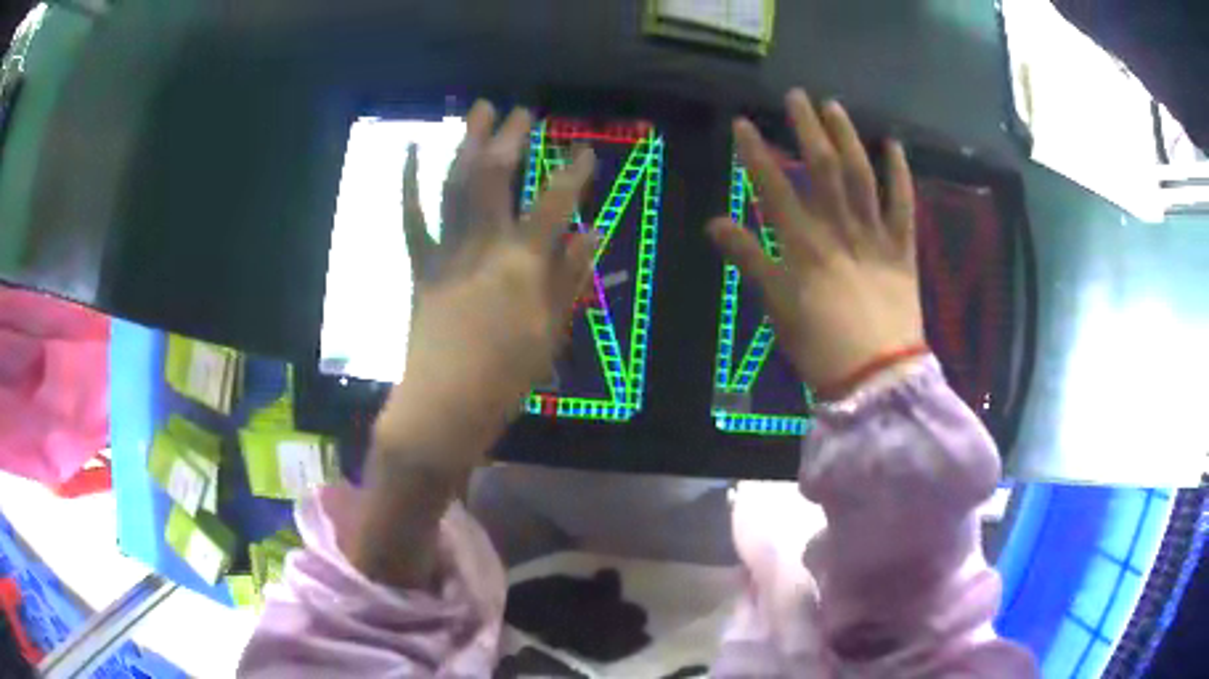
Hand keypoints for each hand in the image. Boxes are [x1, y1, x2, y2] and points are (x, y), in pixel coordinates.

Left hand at [374, 100, 596, 470]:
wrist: (444, 405)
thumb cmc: (506, 376)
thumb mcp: (551, 330)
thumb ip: (570, 276)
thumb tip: (591, 232)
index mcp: (522, 264)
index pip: (555, 203)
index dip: (573, 172)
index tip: (584, 149)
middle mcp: (483, 245)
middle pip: (496, 177)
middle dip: (510, 138)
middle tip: (520, 111)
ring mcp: (446, 251)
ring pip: (455, 184)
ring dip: (466, 142)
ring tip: (476, 109)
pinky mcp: (420, 265)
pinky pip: (411, 218)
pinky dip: (408, 183)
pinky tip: (408, 151)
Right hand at [708, 89, 924, 393]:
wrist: (875, 377)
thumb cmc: (820, 346)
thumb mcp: (776, 306)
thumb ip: (749, 259)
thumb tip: (714, 223)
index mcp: (803, 245)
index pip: (773, 187)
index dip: (755, 152)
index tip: (743, 123)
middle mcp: (839, 229)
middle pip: (822, 168)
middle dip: (807, 128)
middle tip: (797, 96)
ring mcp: (875, 236)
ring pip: (861, 176)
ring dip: (848, 138)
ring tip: (835, 107)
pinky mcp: (903, 249)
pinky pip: (903, 205)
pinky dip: (900, 174)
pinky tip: (893, 145)